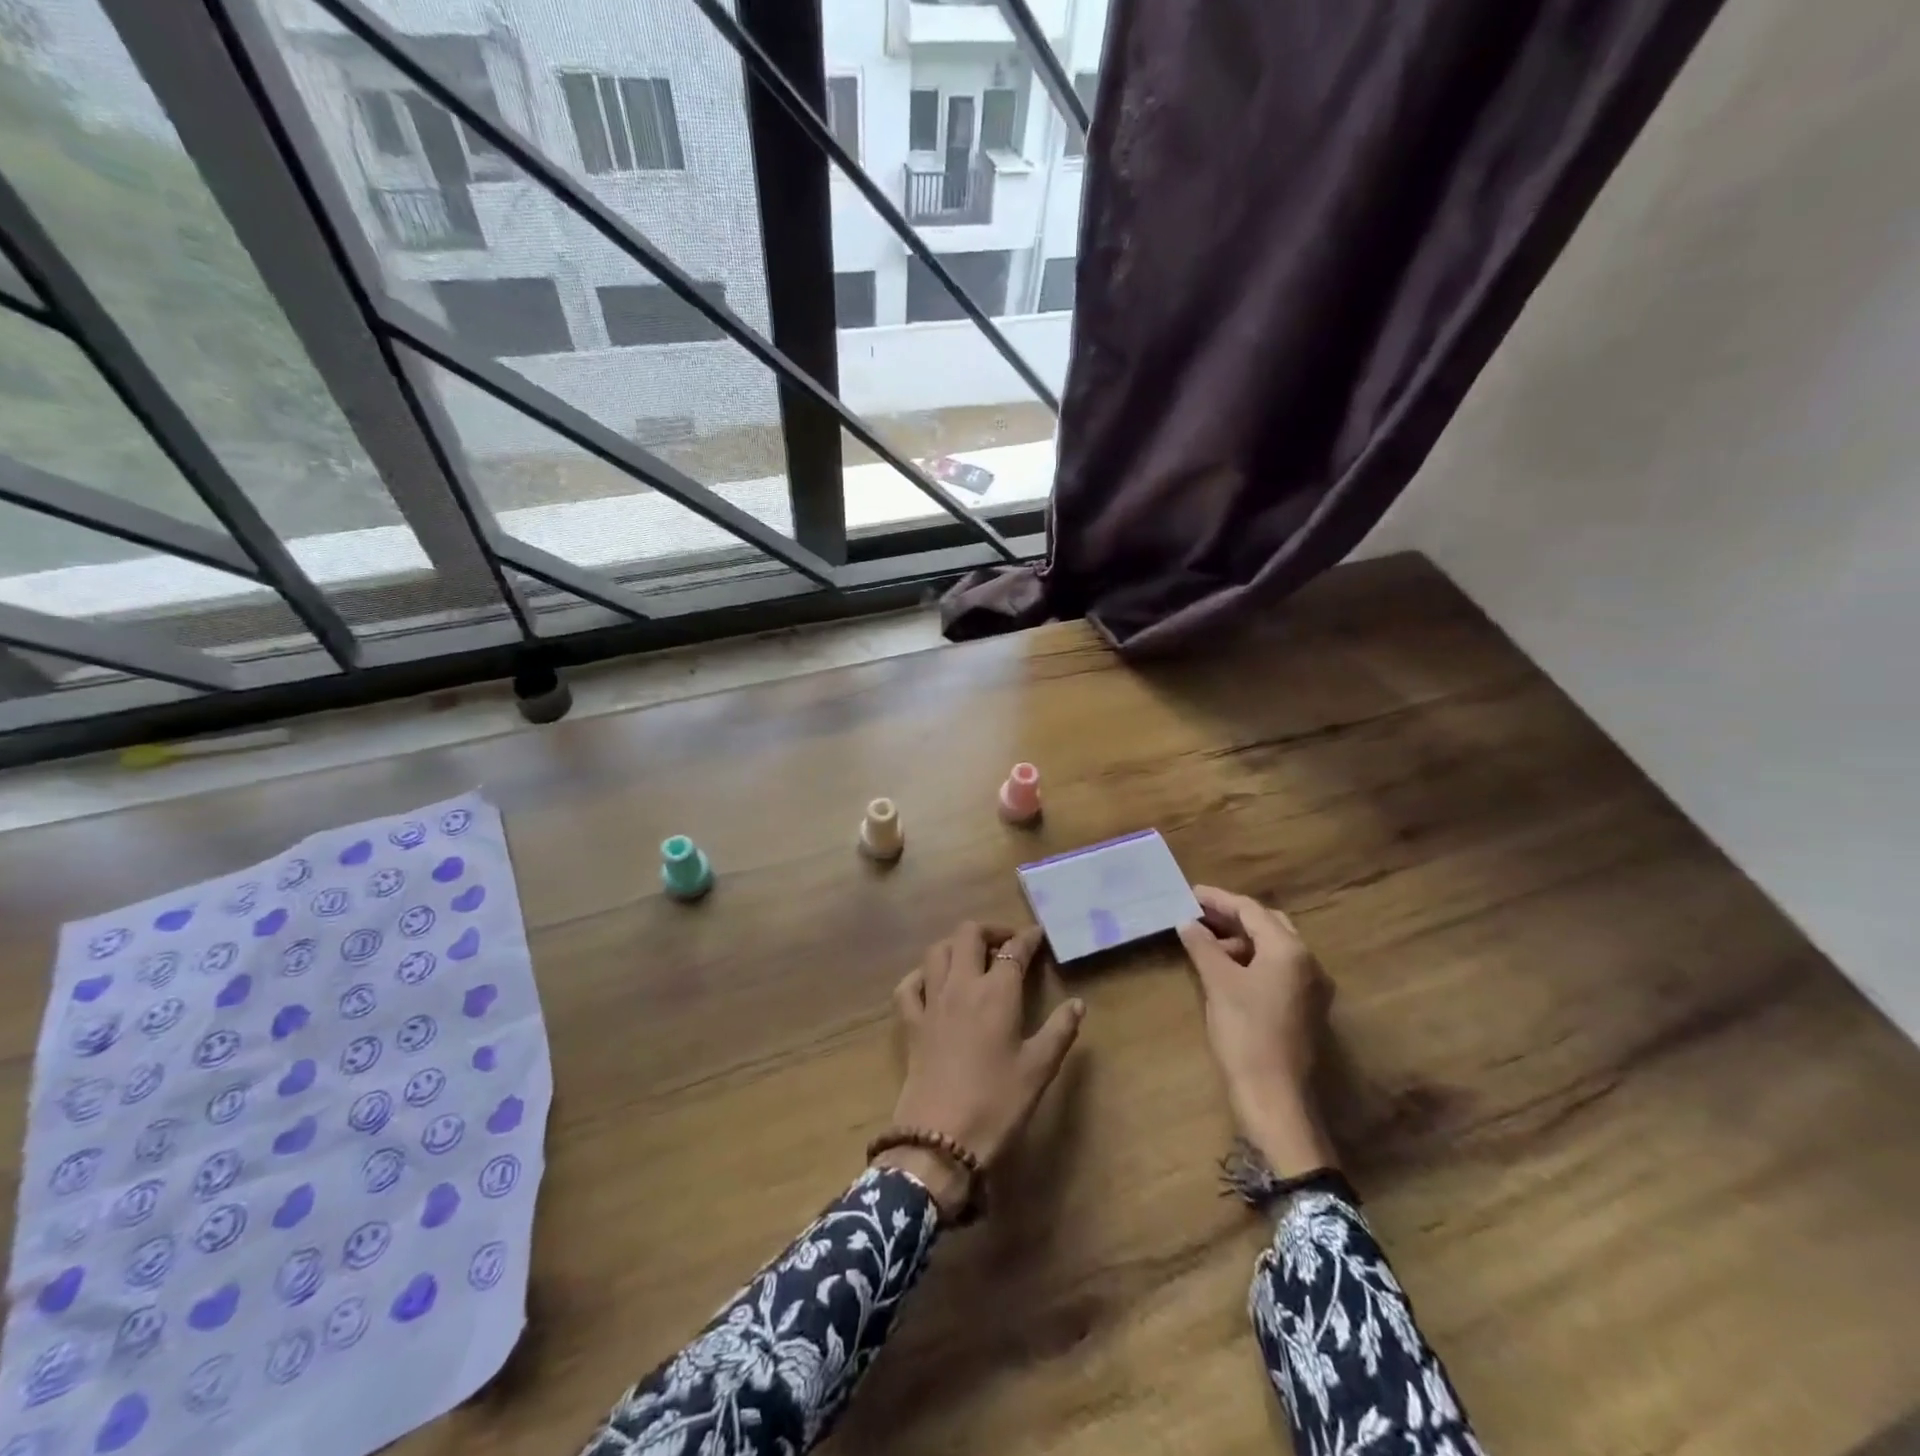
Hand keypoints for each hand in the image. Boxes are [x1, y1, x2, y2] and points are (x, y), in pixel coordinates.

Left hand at [880, 923, 1084, 1215]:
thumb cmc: (997, 1103)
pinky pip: (909, 985)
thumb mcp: (1039, 1069)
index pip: (1014, 950)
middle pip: (968, 934)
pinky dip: (920, 975)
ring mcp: (931, 1002)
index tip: (1038, 936)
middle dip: (989, 930)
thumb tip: (1078, 1003)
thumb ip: (1060, 1031)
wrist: (940, 1139)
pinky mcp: (910, 1024)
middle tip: (1006, 945)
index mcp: (997, 993)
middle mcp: (961, 986)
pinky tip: (932, 983)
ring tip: (973, 958)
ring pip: (937, 951)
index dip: (1028, 938)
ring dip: (956, 945)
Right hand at [1176, 886, 1338, 1176]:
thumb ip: (1202, 946)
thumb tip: (1186, 923)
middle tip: (1197, 913)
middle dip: (1232, 917)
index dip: (1218, 900)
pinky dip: (1252, 960)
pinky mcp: (1306, 1007)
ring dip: (1241, 940)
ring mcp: (1312, 986)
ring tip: (1206, 942)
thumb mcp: (1218, 983)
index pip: (1251, 910)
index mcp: (1290, 950)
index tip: (1189, 893)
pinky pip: (1279, 968)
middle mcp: (1309, 961)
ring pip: (1274, 947)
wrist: (1274, 1097)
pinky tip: (1226, 968)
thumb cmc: (1245, 1031)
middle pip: (1268, 924)